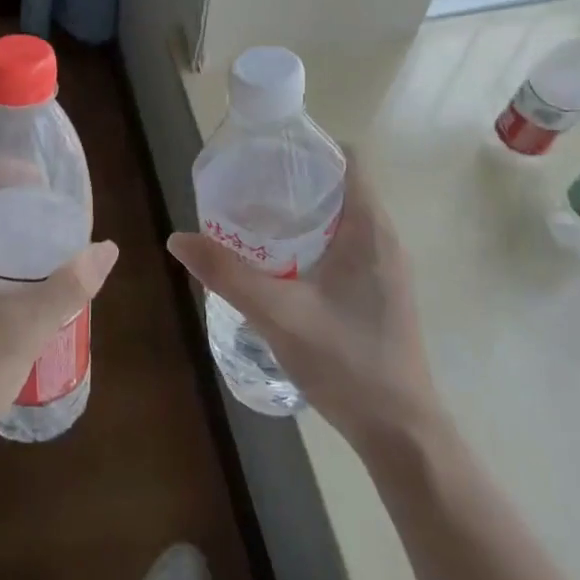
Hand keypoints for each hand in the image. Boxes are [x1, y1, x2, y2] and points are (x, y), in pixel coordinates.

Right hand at [167, 157, 438, 449]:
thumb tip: (178, 238)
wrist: (401, 433)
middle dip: (294, 179)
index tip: (265, 151)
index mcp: (370, 229)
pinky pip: (346, 244)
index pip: (349, 160)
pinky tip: (279, 262)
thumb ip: (227, 274)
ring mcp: (386, 268)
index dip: (309, 146)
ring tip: (253, 217)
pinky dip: (313, 238)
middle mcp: (384, 239)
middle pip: (341, 185)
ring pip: (342, 218)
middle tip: (246, 184)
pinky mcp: (380, 292)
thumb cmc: (347, 363)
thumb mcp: (278, 314)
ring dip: (303, 211)